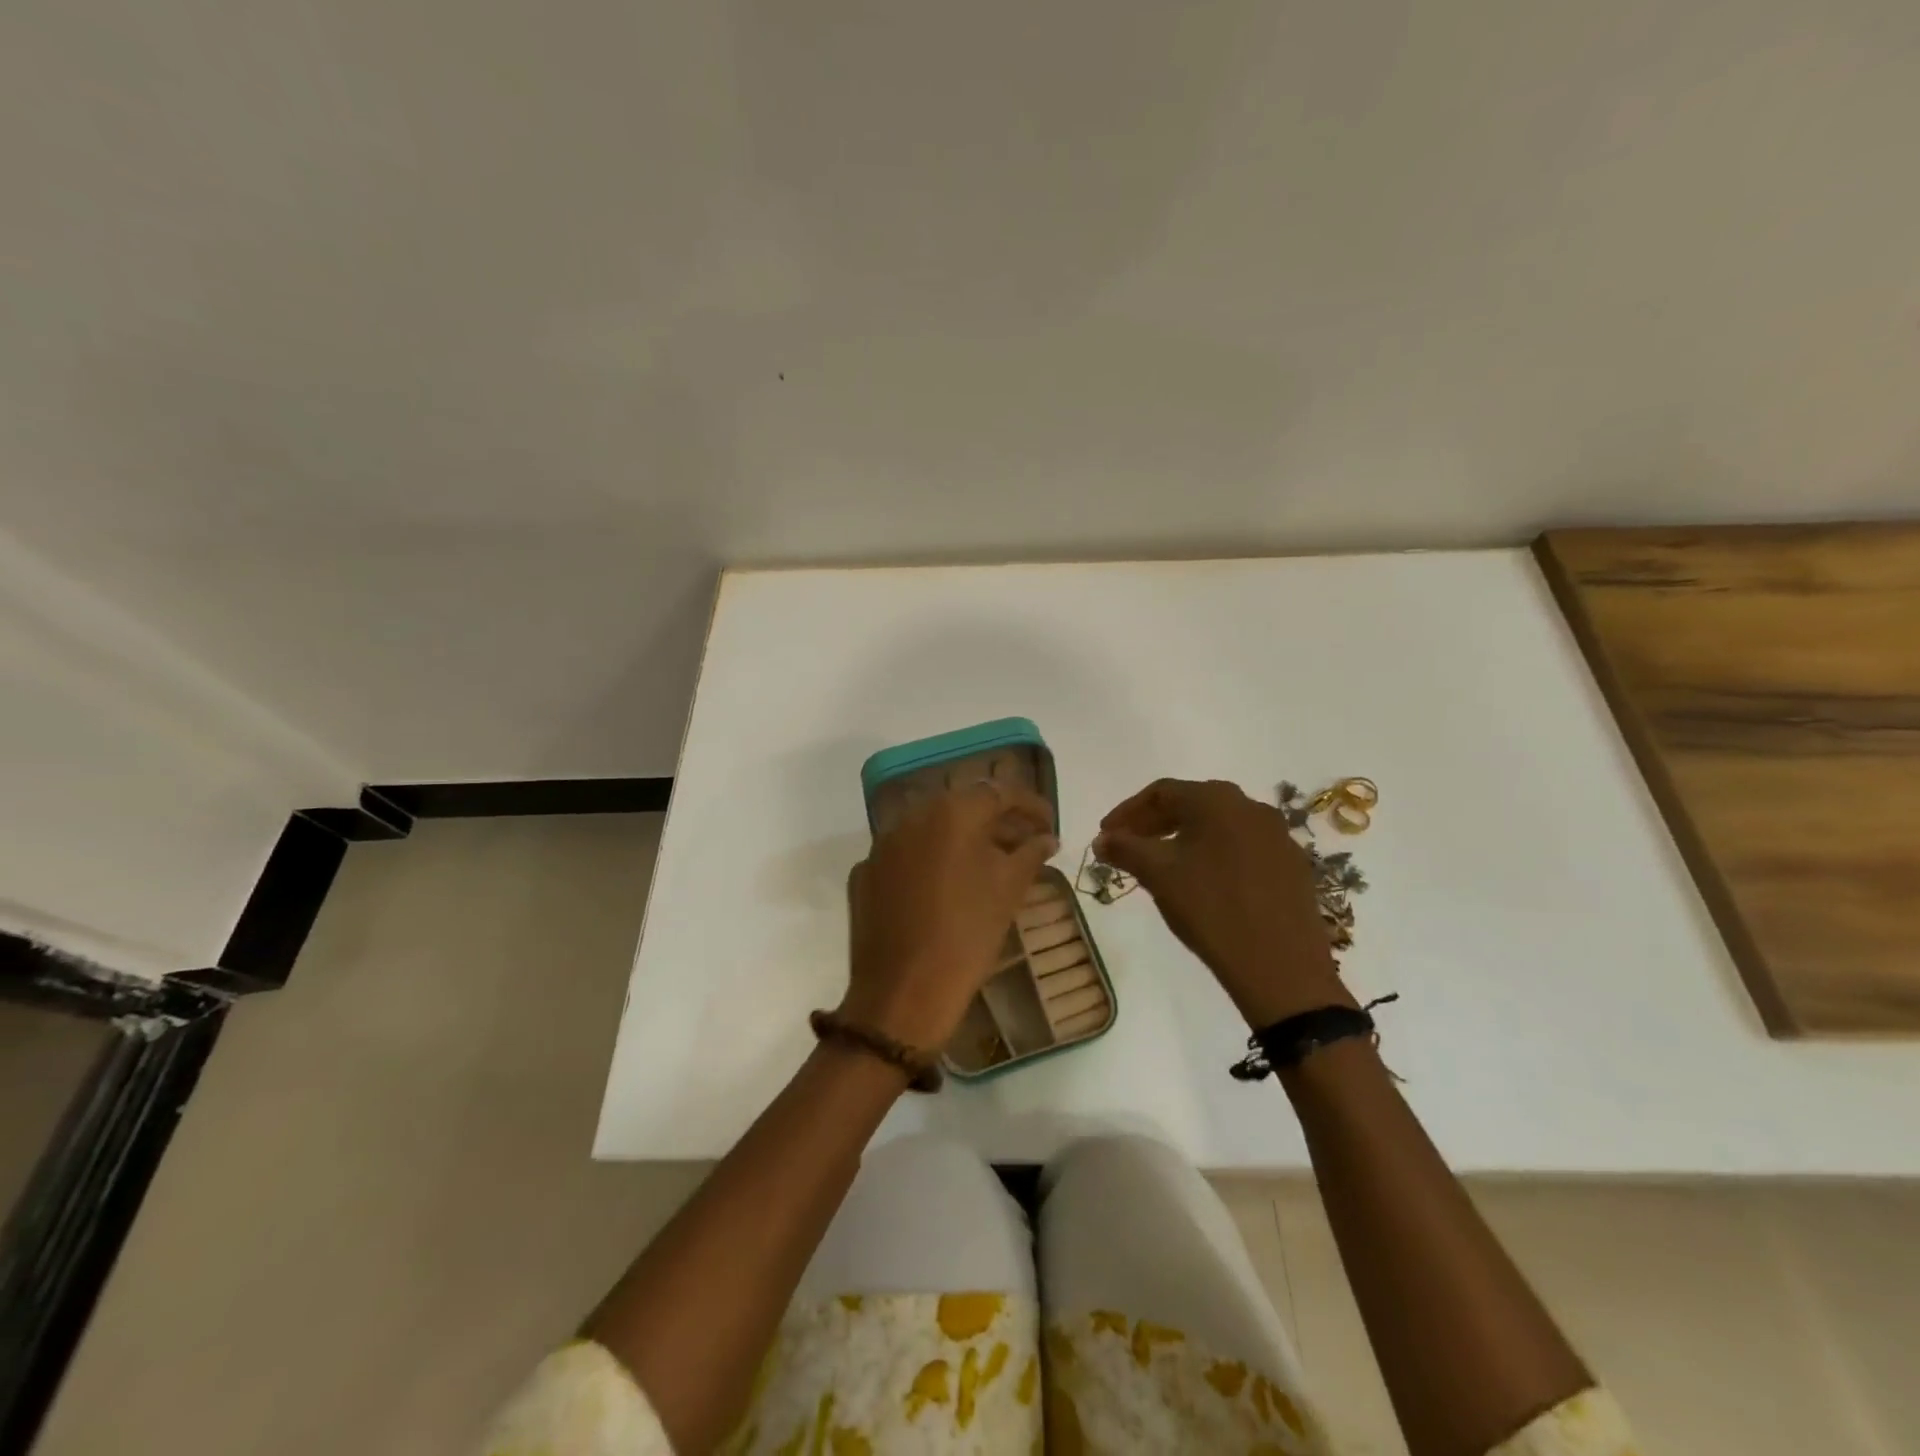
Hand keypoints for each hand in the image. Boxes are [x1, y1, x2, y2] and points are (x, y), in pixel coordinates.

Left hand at [843, 781, 1057, 1050]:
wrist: (902, 993)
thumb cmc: (967, 935)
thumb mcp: (1009, 891)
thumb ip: (1031, 853)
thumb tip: (1046, 838)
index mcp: (951, 813)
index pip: (999, 792)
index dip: (1031, 805)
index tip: (1051, 824)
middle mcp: (912, 817)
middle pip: (963, 806)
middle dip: (997, 819)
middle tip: (1025, 841)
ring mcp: (883, 845)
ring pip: (931, 828)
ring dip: (963, 838)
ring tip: (990, 862)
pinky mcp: (866, 873)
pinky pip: (907, 855)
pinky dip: (931, 860)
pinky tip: (947, 886)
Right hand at [1095, 778, 1351, 1027]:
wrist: (1282, 968)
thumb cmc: (1211, 909)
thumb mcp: (1159, 875)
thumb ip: (1125, 849)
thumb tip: (1102, 839)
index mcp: (1217, 800)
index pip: (1161, 792)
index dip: (1127, 812)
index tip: (1105, 835)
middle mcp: (1251, 807)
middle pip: (1192, 805)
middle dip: (1154, 824)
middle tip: (1128, 848)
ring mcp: (1278, 837)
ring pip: (1219, 828)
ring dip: (1184, 840)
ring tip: (1162, 867)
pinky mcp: (1292, 867)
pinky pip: (1242, 849)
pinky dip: (1214, 857)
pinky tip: (1203, 885)